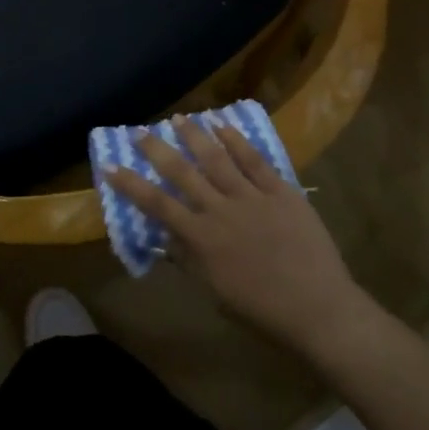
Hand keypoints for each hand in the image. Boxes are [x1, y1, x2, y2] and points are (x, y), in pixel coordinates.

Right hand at [105, 118, 370, 356]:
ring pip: (217, 158)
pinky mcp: (280, 190)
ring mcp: (252, 197)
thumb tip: (167, 235)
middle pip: (183, 173)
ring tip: (179, 118)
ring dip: (195, 136)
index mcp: (203, 239)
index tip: (111, 166)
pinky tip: (223, 125)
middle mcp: (221, 210)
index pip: (158, 205)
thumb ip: (190, 260)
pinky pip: (255, 159)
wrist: (318, 309)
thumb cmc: (263, 311)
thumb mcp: (216, 292)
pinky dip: (237, 140)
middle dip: (158, 150)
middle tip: (140, 131)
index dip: (131, 185)